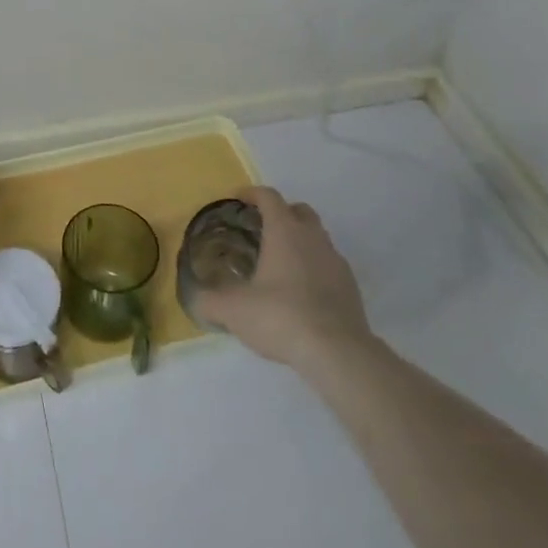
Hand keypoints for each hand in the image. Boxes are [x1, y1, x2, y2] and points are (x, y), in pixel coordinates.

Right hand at [193, 187, 375, 371]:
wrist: (338, 353)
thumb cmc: (281, 316)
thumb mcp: (234, 310)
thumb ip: (210, 301)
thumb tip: (196, 299)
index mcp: (284, 230)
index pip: (268, 196)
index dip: (251, 193)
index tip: (237, 200)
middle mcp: (312, 237)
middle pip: (299, 210)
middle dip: (281, 214)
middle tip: (261, 231)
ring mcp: (336, 261)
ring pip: (317, 238)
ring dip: (300, 242)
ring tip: (281, 266)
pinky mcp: (351, 287)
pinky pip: (329, 266)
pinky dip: (315, 269)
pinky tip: (302, 294)